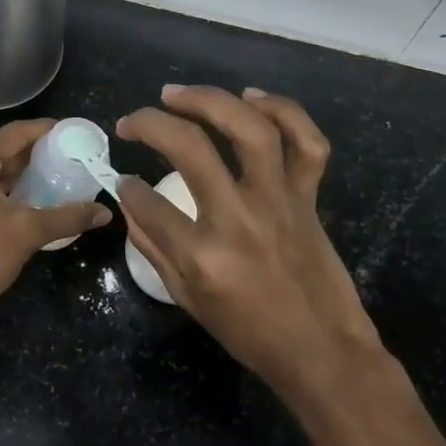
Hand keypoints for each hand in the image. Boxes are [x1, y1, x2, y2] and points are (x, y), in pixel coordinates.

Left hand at [0, 118, 110, 323]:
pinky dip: (7, 189)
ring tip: (57, 178)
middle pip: (3, 150)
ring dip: (22, 173)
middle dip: (37, 153)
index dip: (46, 130)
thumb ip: (68, 217)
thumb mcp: (28, 232)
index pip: (15, 133)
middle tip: (70, 158)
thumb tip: (105, 212)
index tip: (74, 133)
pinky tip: (30, 202)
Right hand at [116, 86, 387, 395]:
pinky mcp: (308, 197)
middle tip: (130, 121)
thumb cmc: (249, 334)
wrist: (322, 351)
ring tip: (176, 94)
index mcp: (203, 256)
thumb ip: (153, 248)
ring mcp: (279, 202)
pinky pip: (307, 143)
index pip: (147, 202)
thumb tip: (129, 201)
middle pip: (190, 148)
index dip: (126, 187)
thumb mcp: (188, 300)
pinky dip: (284, 111)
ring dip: (209, 100)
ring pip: (250, 130)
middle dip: (150, 124)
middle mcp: (239, 218)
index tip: (123, 180)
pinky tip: (252, 98)